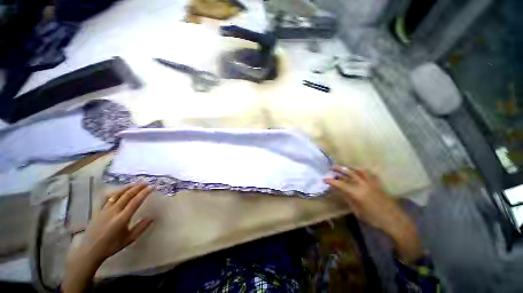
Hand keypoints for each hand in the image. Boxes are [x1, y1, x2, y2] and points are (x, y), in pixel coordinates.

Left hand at [63, 184, 153, 292]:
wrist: (90, 251)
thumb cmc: (111, 247)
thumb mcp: (129, 239)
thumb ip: (142, 227)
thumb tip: (153, 217)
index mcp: (121, 218)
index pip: (135, 201)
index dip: (143, 193)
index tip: (151, 187)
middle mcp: (113, 212)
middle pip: (126, 196)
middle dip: (137, 188)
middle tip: (146, 183)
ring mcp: (104, 210)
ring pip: (116, 195)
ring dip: (127, 188)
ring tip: (135, 184)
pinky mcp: (98, 211)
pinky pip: (107, 198)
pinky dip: (115, 192)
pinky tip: (118, 191)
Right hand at [325, 166, 422, 262]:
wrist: (394, 220)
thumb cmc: (373, 218)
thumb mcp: (357, 210)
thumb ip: (347, 198)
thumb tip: (340, 190)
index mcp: (356, 192)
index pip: (339, 183)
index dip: (330, 181)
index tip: (324, 179)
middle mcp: (363, 184)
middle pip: (348, 172)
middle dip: (338, 168)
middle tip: (331, 167)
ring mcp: (371, 182)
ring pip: (358, 170)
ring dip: (349, 167)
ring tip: (343, 167)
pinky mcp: (377, 182)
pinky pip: (368, 173)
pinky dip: (360, 170)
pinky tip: (358, 171)